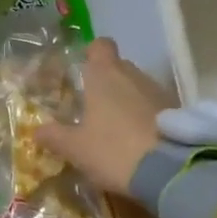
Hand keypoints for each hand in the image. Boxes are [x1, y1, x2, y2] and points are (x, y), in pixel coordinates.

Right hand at [36, 38, 166, 195]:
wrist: (170, 171)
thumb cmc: (114, 150)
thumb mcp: (75, 149)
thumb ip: (54, 136)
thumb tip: (37, 130)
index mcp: (105, 75)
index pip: (100, 46)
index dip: (91, 54)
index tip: (83, 71)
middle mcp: (134, 75)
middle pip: (119, 67)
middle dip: (107, 83)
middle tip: (93, 108)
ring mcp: (159, 92)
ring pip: (138, 87)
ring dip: (128, 101)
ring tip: (117, 130)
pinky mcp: (179, 112)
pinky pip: (156, 107)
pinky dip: (147, 117)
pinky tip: (139, 141)